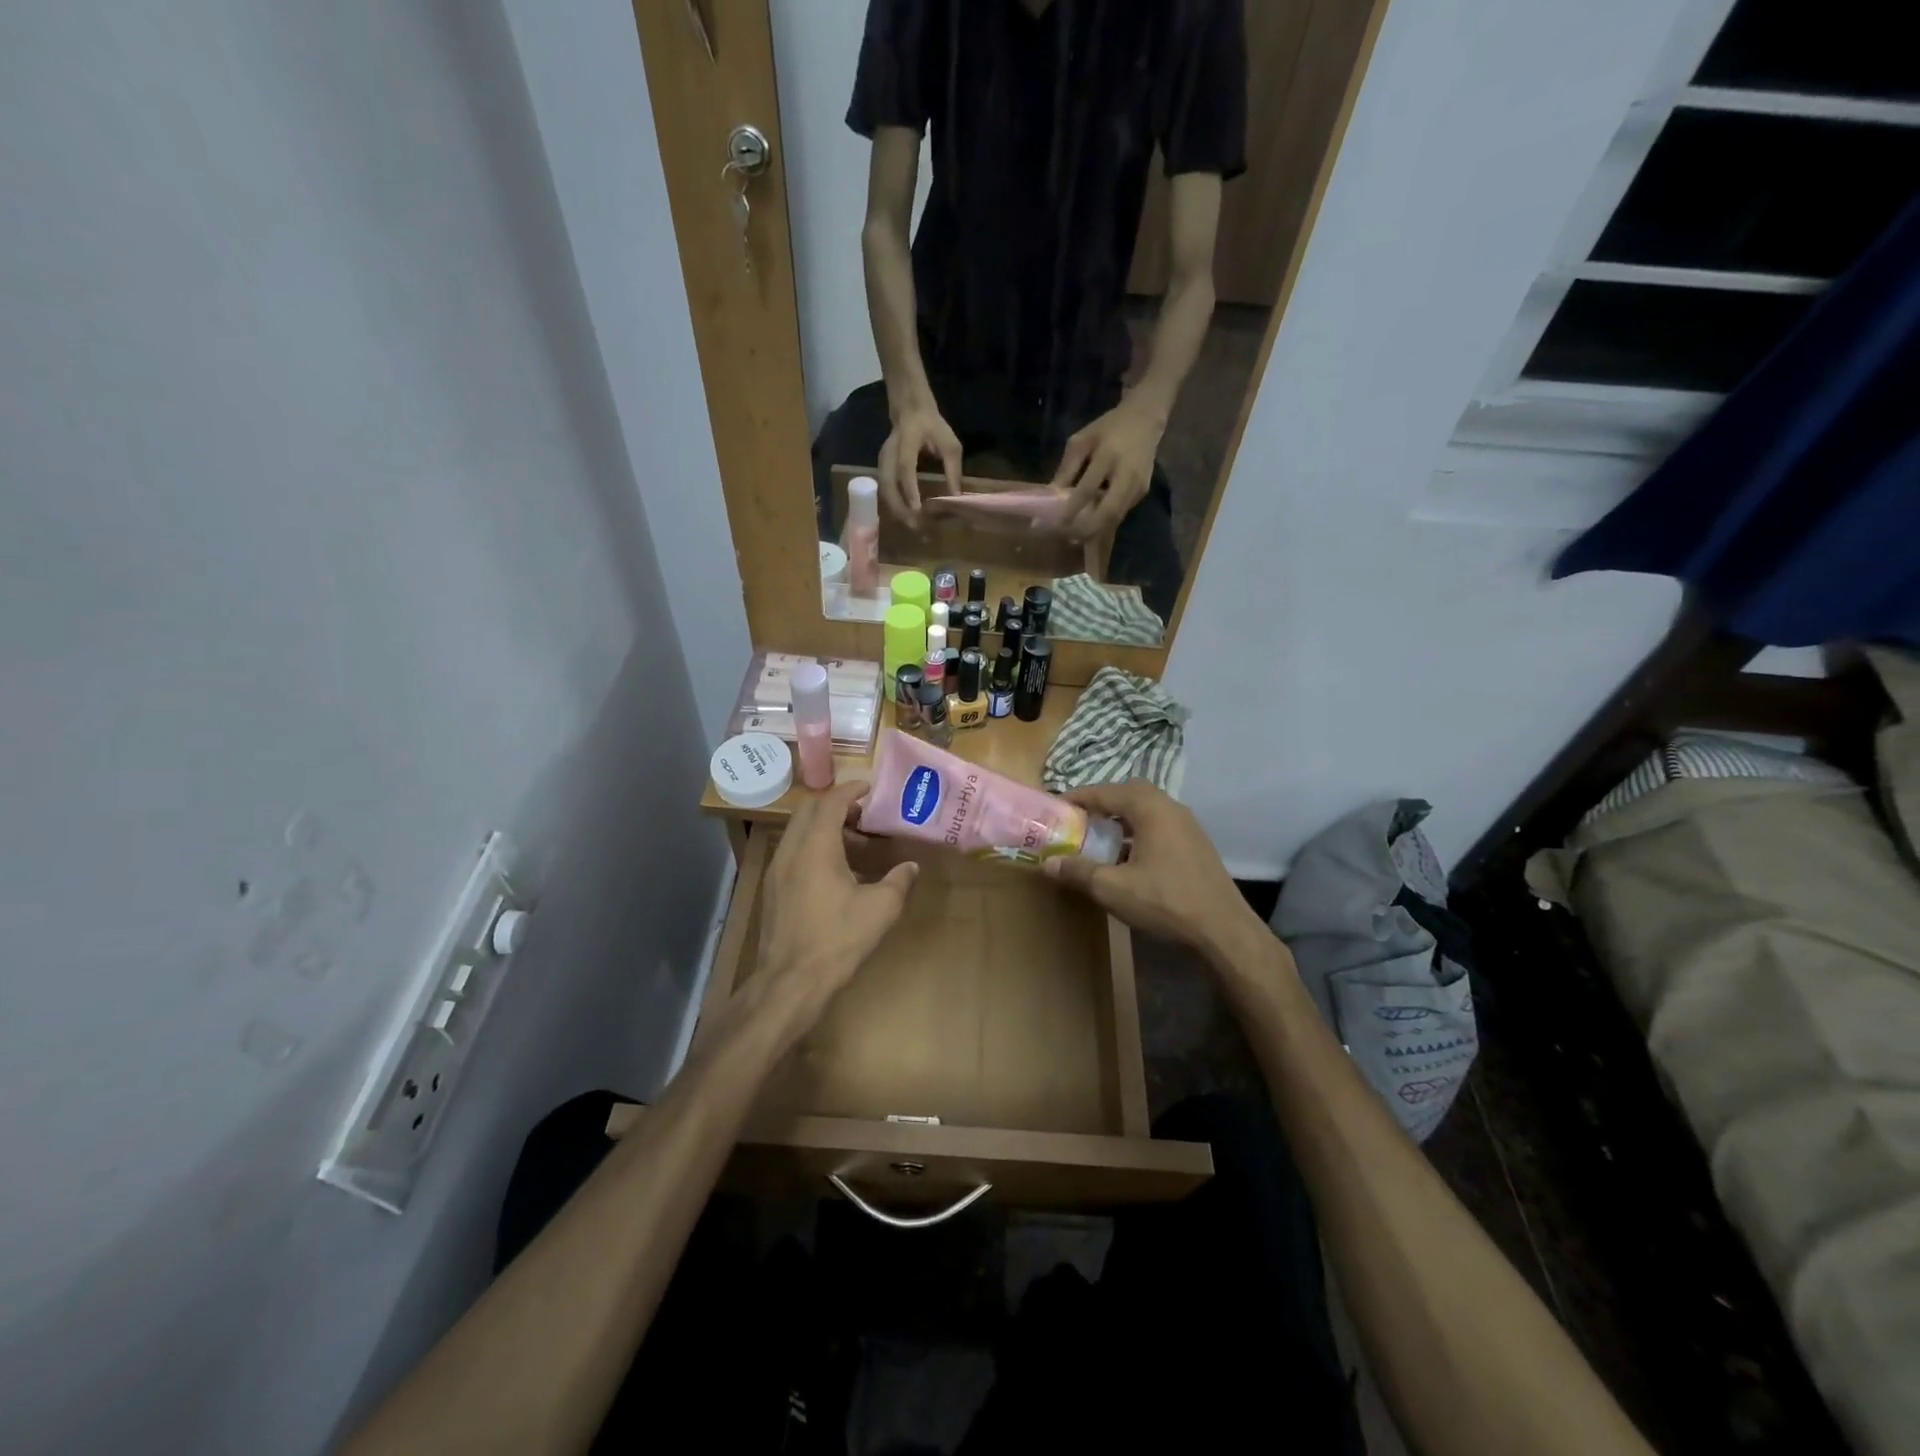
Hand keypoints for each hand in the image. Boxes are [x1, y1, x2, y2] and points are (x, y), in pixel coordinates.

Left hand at [753, 781, 918, 1035]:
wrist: (790, 982)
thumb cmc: (837, 939)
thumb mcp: (879, 909)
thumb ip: (898, 882)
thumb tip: (910, 867)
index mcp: (815, 847)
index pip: (831, 802)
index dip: (851, 790)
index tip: (870, 788)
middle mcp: (791, 850)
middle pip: (808, 810)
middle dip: (836, 805)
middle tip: (864, 814)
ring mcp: (777, 870)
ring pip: (798, 832)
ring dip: (824, 828)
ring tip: (856, 844)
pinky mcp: (773, 890)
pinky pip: (793, 852)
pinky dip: (814, 847)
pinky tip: (836, 872)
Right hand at [878, 399, 961, 524]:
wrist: (910, 408)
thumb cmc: (933, 426)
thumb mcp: (950, 444)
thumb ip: (953, 470)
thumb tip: (955, 497)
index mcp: (906, 442)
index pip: (905, 467)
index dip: (909, 488)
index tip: (917, 508)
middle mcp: (889, 453)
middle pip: (887, 483)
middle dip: (898, 507)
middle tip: (914, 525)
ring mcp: (882, 460)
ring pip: (883, 489)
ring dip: (895, 509)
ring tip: (910, 525)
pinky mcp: (881, 467)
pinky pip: (884, 489)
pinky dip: (894, 504)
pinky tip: (905, 515)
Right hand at [1043, 780, 1265, 962]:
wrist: (1223, 928)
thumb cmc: (1165, 901)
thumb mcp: (1112, 888)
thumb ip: (1078, 871)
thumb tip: (1047, 863)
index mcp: (1150, 809)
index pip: (1106, 791)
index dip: (1078, 798)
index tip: (1057, 808)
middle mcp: (1170, 808)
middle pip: (1129, 793)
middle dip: (1103, 802)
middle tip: (1080, 819)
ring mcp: (1188, 825)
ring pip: (1147, 809)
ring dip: (1122, 817)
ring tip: (1100, 837)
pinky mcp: (1196, 844)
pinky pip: (1160, 825)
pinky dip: (1139, 830)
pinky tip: (1129, 857)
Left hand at [1050, 399, 1163, 540]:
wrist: (1145, 420)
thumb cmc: (1107, 429)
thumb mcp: (1081, 440)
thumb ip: (1067, 468)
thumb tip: (1051, 496)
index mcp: (1109, 455)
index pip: (1088, 488)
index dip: (1072, 509)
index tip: (1056, 524)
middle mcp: (1127, 474)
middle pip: (1109, 511)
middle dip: (1088, 529)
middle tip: (1069, 538)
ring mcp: (1138, 486)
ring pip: (1116, 518)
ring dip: (1096, 530)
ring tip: (1076, 537)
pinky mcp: (1143, 493)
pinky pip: (1121, 513)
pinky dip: (1105, 522)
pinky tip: (1090, 525)